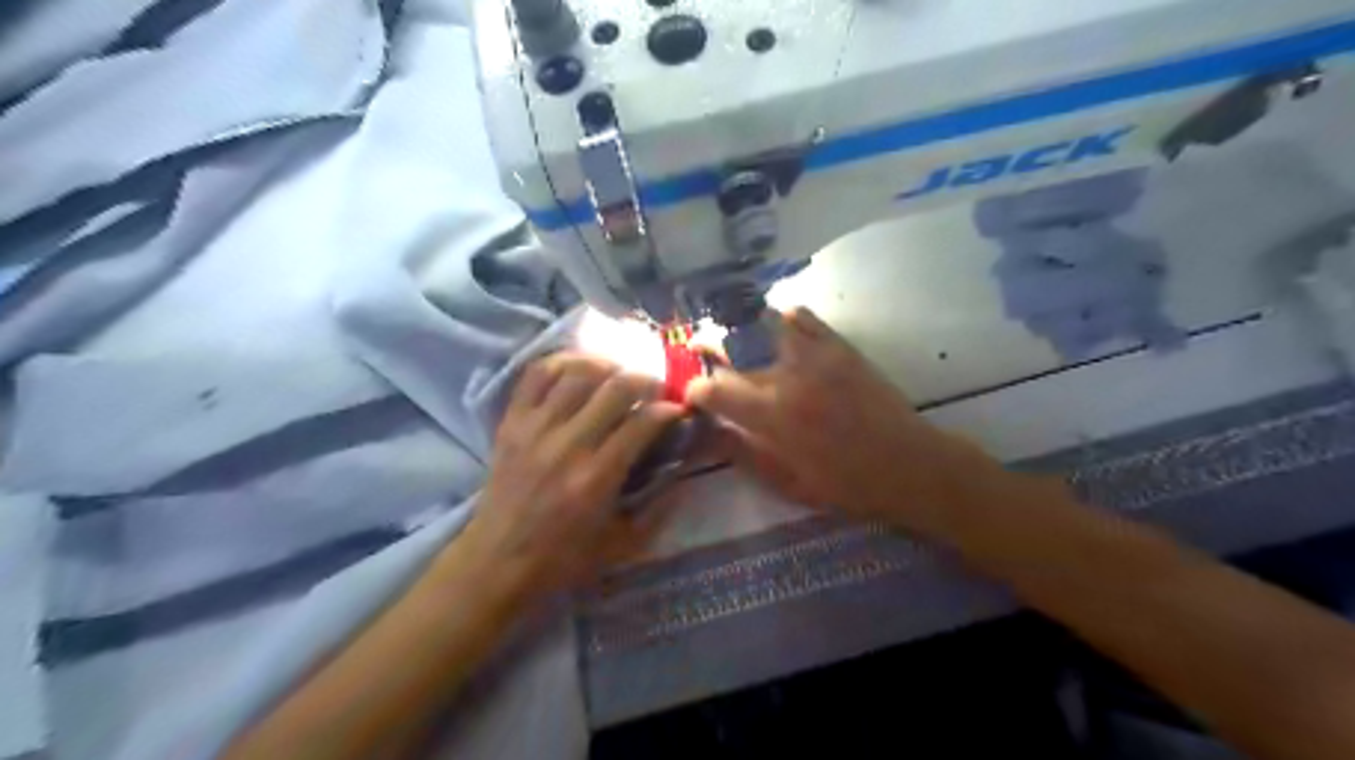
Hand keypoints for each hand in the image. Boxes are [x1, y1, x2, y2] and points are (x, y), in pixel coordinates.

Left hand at [458, 350, 688, 604]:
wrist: (496, 561)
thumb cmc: (563, 558)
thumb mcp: (622, 545)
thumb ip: (658, 509)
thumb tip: (683, 472)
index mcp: (596, 477)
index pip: (641, 423)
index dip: (667, 410)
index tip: (677, 410)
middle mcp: (567, 445)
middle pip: (615, 387)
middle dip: (645, 380)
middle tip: (654, 388)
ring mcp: (535, 428)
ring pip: (577, 373)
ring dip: (607, 366)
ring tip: (618, 374)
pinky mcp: (511, 422)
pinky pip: (536, 375)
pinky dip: (561, 363)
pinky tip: (578, 369)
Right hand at [690, 307, 1002, 534]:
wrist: (911, 465)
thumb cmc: (848, 485)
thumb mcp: (788, 483)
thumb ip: (744, 454)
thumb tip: (709, 433)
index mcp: (773, 417)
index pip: (714, 390)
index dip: (695, 391)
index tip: (693, 396)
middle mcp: (788, 377)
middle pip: (733, 350)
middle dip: (710, 350)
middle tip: (702, 354)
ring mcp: (816, 355)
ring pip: (764, 322)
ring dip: (743, 329)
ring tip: (736, 338)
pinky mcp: (840, 346)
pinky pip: (803, 317)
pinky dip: (783, 319)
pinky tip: (778, 332)